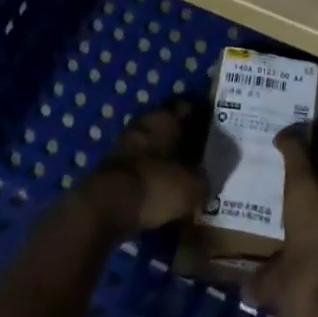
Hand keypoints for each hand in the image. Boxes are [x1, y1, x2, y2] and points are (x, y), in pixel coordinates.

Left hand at [75, 101, 207, 237]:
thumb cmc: (154, 185)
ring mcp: (124, 145)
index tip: (214, 133)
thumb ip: (203, 182)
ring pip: (152, 148)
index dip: (201, 119)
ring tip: (181, 178)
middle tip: (199, 158)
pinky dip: (149, 177)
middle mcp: (144, 124)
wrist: (103, 208)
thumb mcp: (191, 188)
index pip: (188, 108)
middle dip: (182, 141)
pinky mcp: (111, 170)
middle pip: (168, 128)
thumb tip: (205, 183)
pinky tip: (160, 192)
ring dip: (163, 159)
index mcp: (165, 118)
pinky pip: (139, 168)